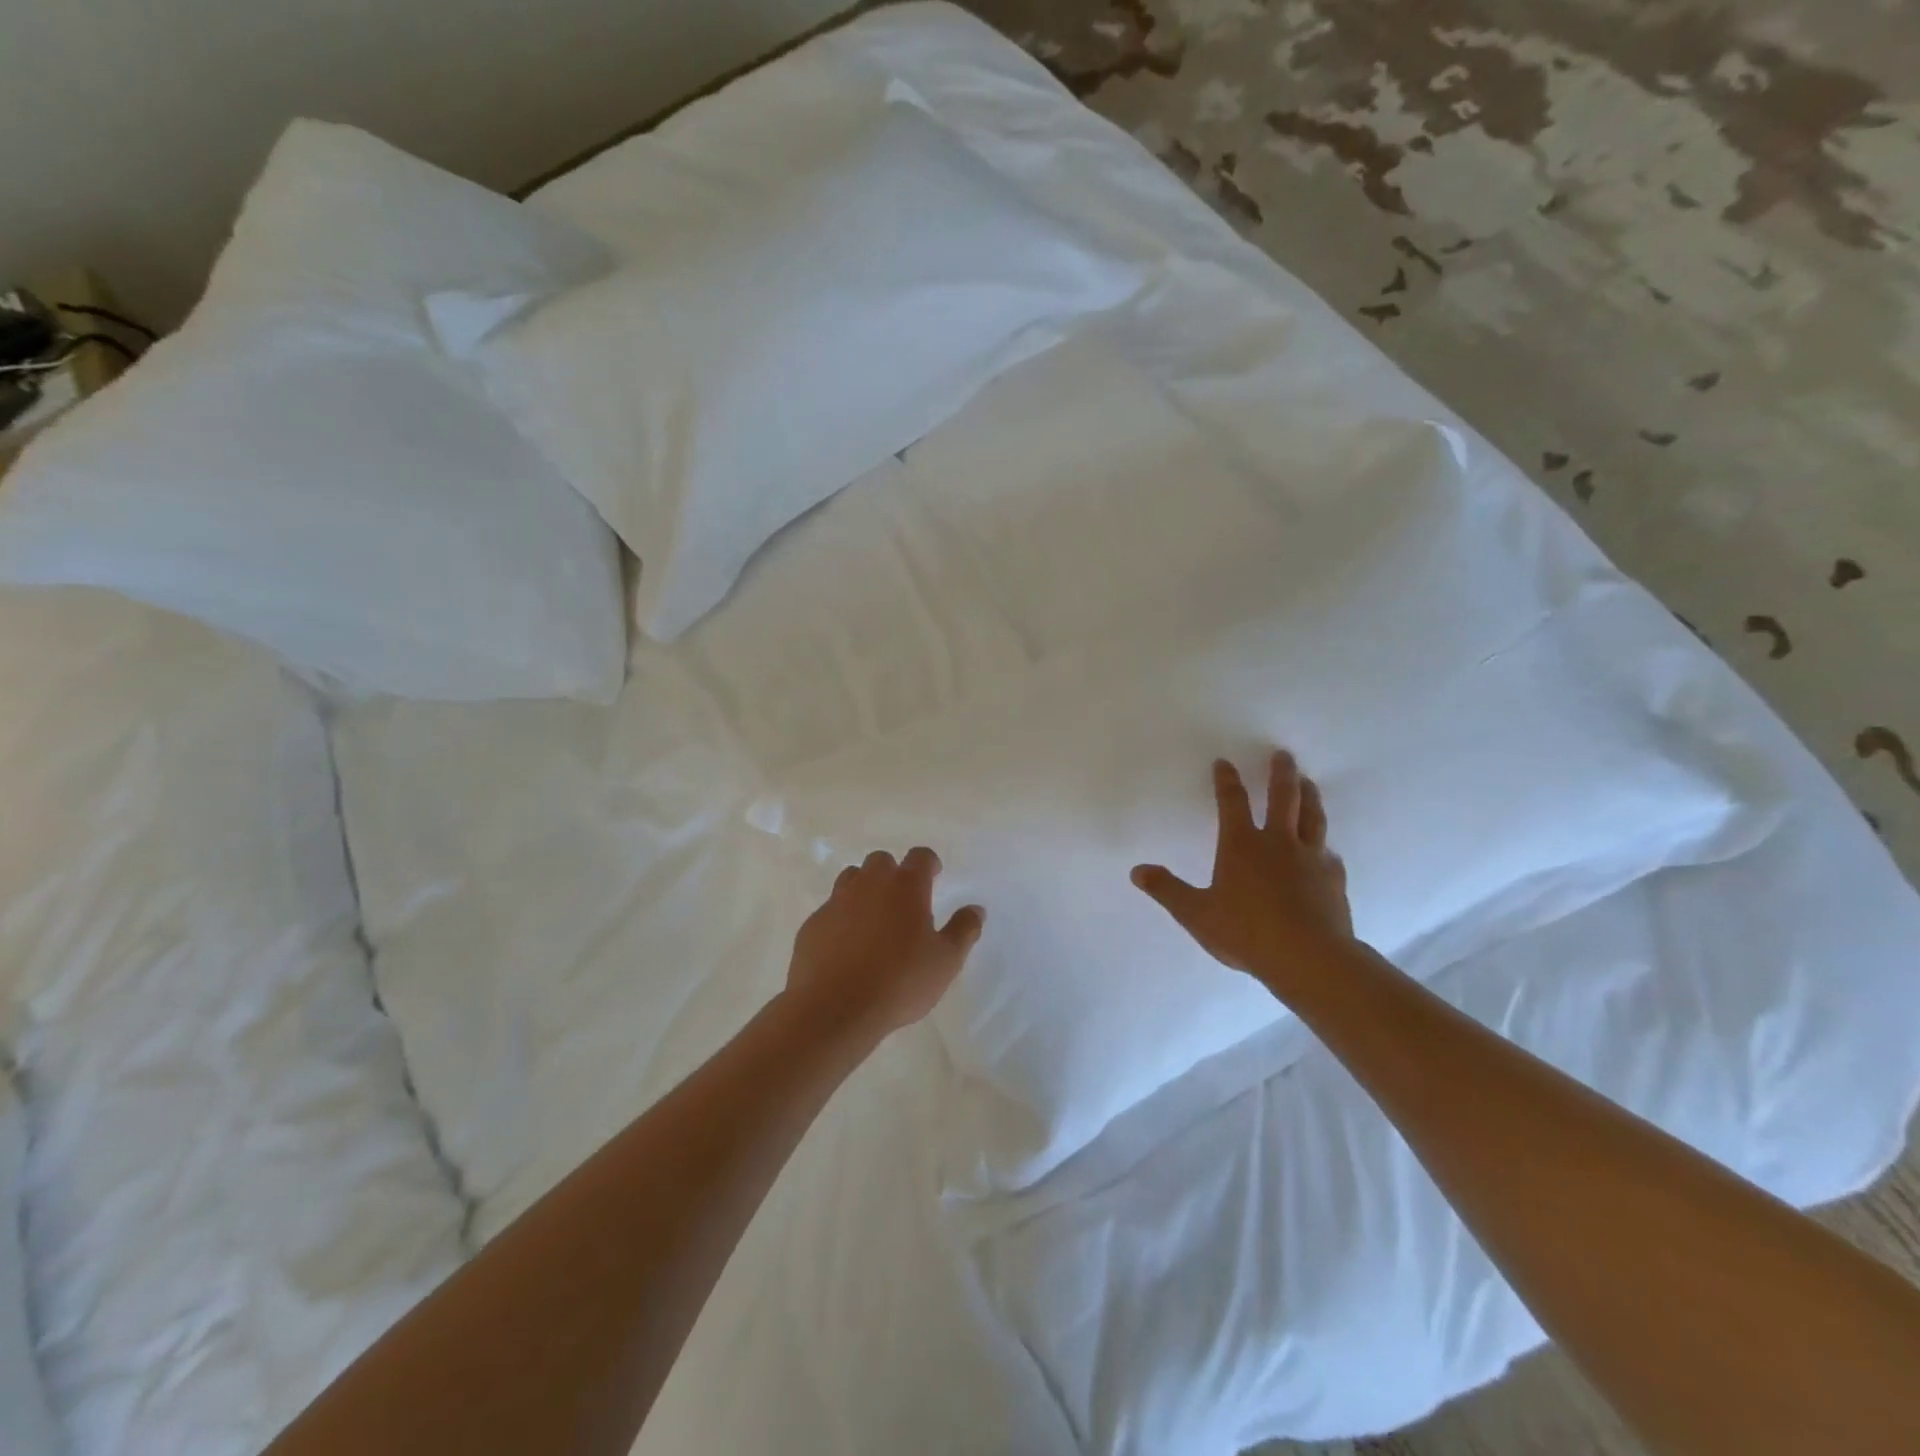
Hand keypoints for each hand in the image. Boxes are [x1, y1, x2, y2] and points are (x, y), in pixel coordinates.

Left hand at [785, 846, 984, 1044]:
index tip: (934, 877)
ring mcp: (836, 901)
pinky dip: (842, 918)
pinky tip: (848, 946)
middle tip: (903, 902)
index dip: (929, 864)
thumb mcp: (946, 961)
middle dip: (893, 873)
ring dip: (864, 890)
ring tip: (874, 920)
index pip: (920, 857)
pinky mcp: (813, 924)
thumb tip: (976, 909)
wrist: (834, 1008)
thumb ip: (963, 930)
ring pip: (852, 879)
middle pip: (881, 861)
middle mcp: (869, 884)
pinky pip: (831, 910)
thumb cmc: (900, 981)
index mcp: (906, 886)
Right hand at [1132, 751, 1354, 1000]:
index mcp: (1241, 845)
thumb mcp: (1196, 913)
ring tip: (1308, 782)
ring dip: (1309, 797)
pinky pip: (1330, 856)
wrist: (1309, 958)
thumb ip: (1167, 890)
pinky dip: (1326, 847)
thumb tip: (1137, 871)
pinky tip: (1328, 851)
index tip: (1224, 762)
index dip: (1226, 781)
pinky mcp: (1333, 880)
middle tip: (1283, 754)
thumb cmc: (1246, 932)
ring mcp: (1311, 859)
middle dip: (1280, 774)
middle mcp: (1278, 843)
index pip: (1232, 802)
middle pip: (1282, 798)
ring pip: (1312, 818)